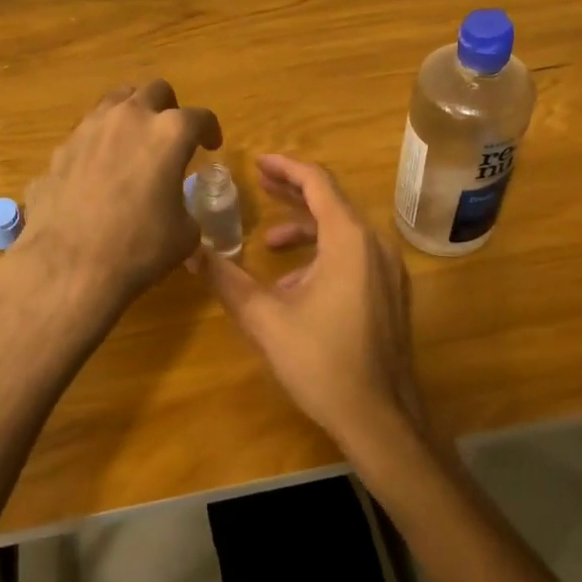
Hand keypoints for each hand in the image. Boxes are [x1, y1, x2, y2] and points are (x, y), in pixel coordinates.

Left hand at [17, 80, 221, 313]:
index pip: (200, 117)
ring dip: (131, 115)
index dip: (210, 130)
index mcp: (169, 133)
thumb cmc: (139, 248)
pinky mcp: (61, 148)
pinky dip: (100, 141)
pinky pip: (88, 131)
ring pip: (116, 100)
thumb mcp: (184, 233)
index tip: (211, 145)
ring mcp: (90, 128)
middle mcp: (130, 118)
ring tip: (134, 142)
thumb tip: (174, 208)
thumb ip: (184, 206)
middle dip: (168, 108)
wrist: (69, 266)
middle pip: (155, 90)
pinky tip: (100, 170)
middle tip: (170, 135)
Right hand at [200, 154, 428, 454]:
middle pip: (332, 202)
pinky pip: (355, 256)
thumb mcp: (265, 319)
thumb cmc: (322, 363)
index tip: (258, 162)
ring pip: (344, 231)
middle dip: (294, 192)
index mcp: (350, 240)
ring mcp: (389, 271)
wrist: (380, 419)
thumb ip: (227, 280)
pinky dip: (324, 255)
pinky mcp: (391, 294)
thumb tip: (190, 252)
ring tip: (270, 244)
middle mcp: (376, 245)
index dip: (286, 168)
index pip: (318, 183)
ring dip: (306, 229)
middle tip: (260, 184)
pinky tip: (296, 285)